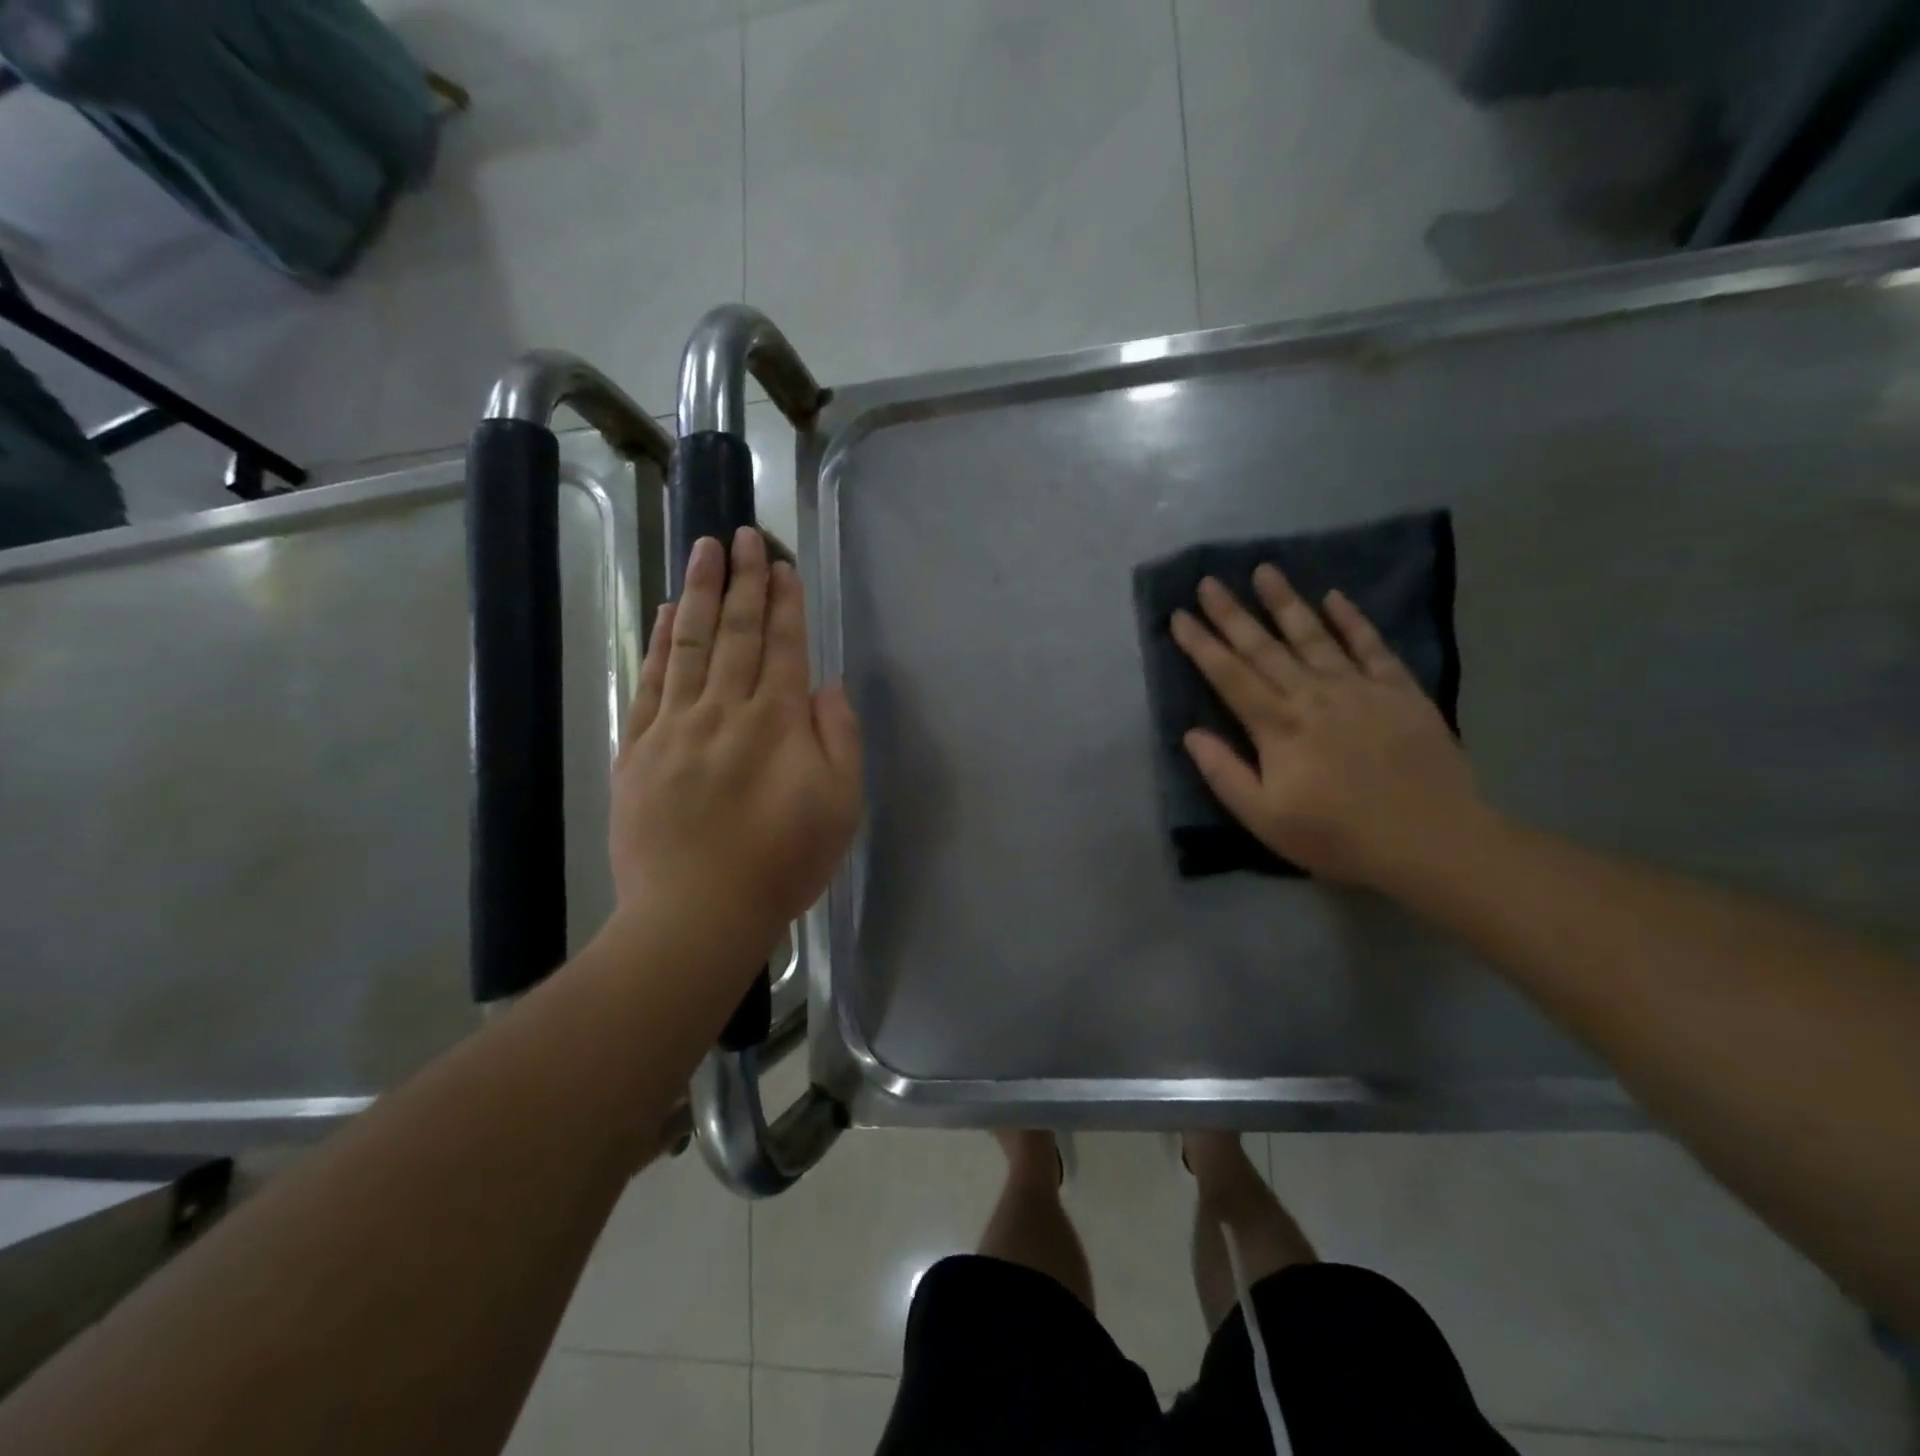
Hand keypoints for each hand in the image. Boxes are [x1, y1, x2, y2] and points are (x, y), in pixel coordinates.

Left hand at [611, 529, 861, 946]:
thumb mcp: (840, 807)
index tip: (783, 565)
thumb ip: (839, 739)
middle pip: (736, 631)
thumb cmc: (781, 864)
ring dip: (699, 591)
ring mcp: (675, 725)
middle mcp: (725, 710)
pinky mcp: (638, 747)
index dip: (785, 602)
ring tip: (705, 548)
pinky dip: (658, 640)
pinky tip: (662, 611)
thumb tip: (826, 686)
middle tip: (745, 535)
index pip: (784, 646)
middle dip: (744, 580)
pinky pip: (650, 680)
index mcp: (777, 723)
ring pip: (689, 643)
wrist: (695, 914)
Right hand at [1170, 565, 1485, 888]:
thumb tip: (1191, 735)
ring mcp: (1359, 688)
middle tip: (1210, 582)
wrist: (1431, 841)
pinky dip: (1352, 620)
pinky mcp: (1399, 691)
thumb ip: (1224, 774)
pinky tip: (1335, 597)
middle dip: (1233, 614)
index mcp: (1278, 726)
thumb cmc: (1338, 836)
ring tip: (1265, 570)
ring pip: (1314, 635)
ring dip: (1286, 602)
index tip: (1180, 616)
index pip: (1229, 676)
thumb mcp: (1265, 819)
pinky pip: (1371, 645)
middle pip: (1264, 647)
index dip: (1201, 645)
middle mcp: (1313, 695)